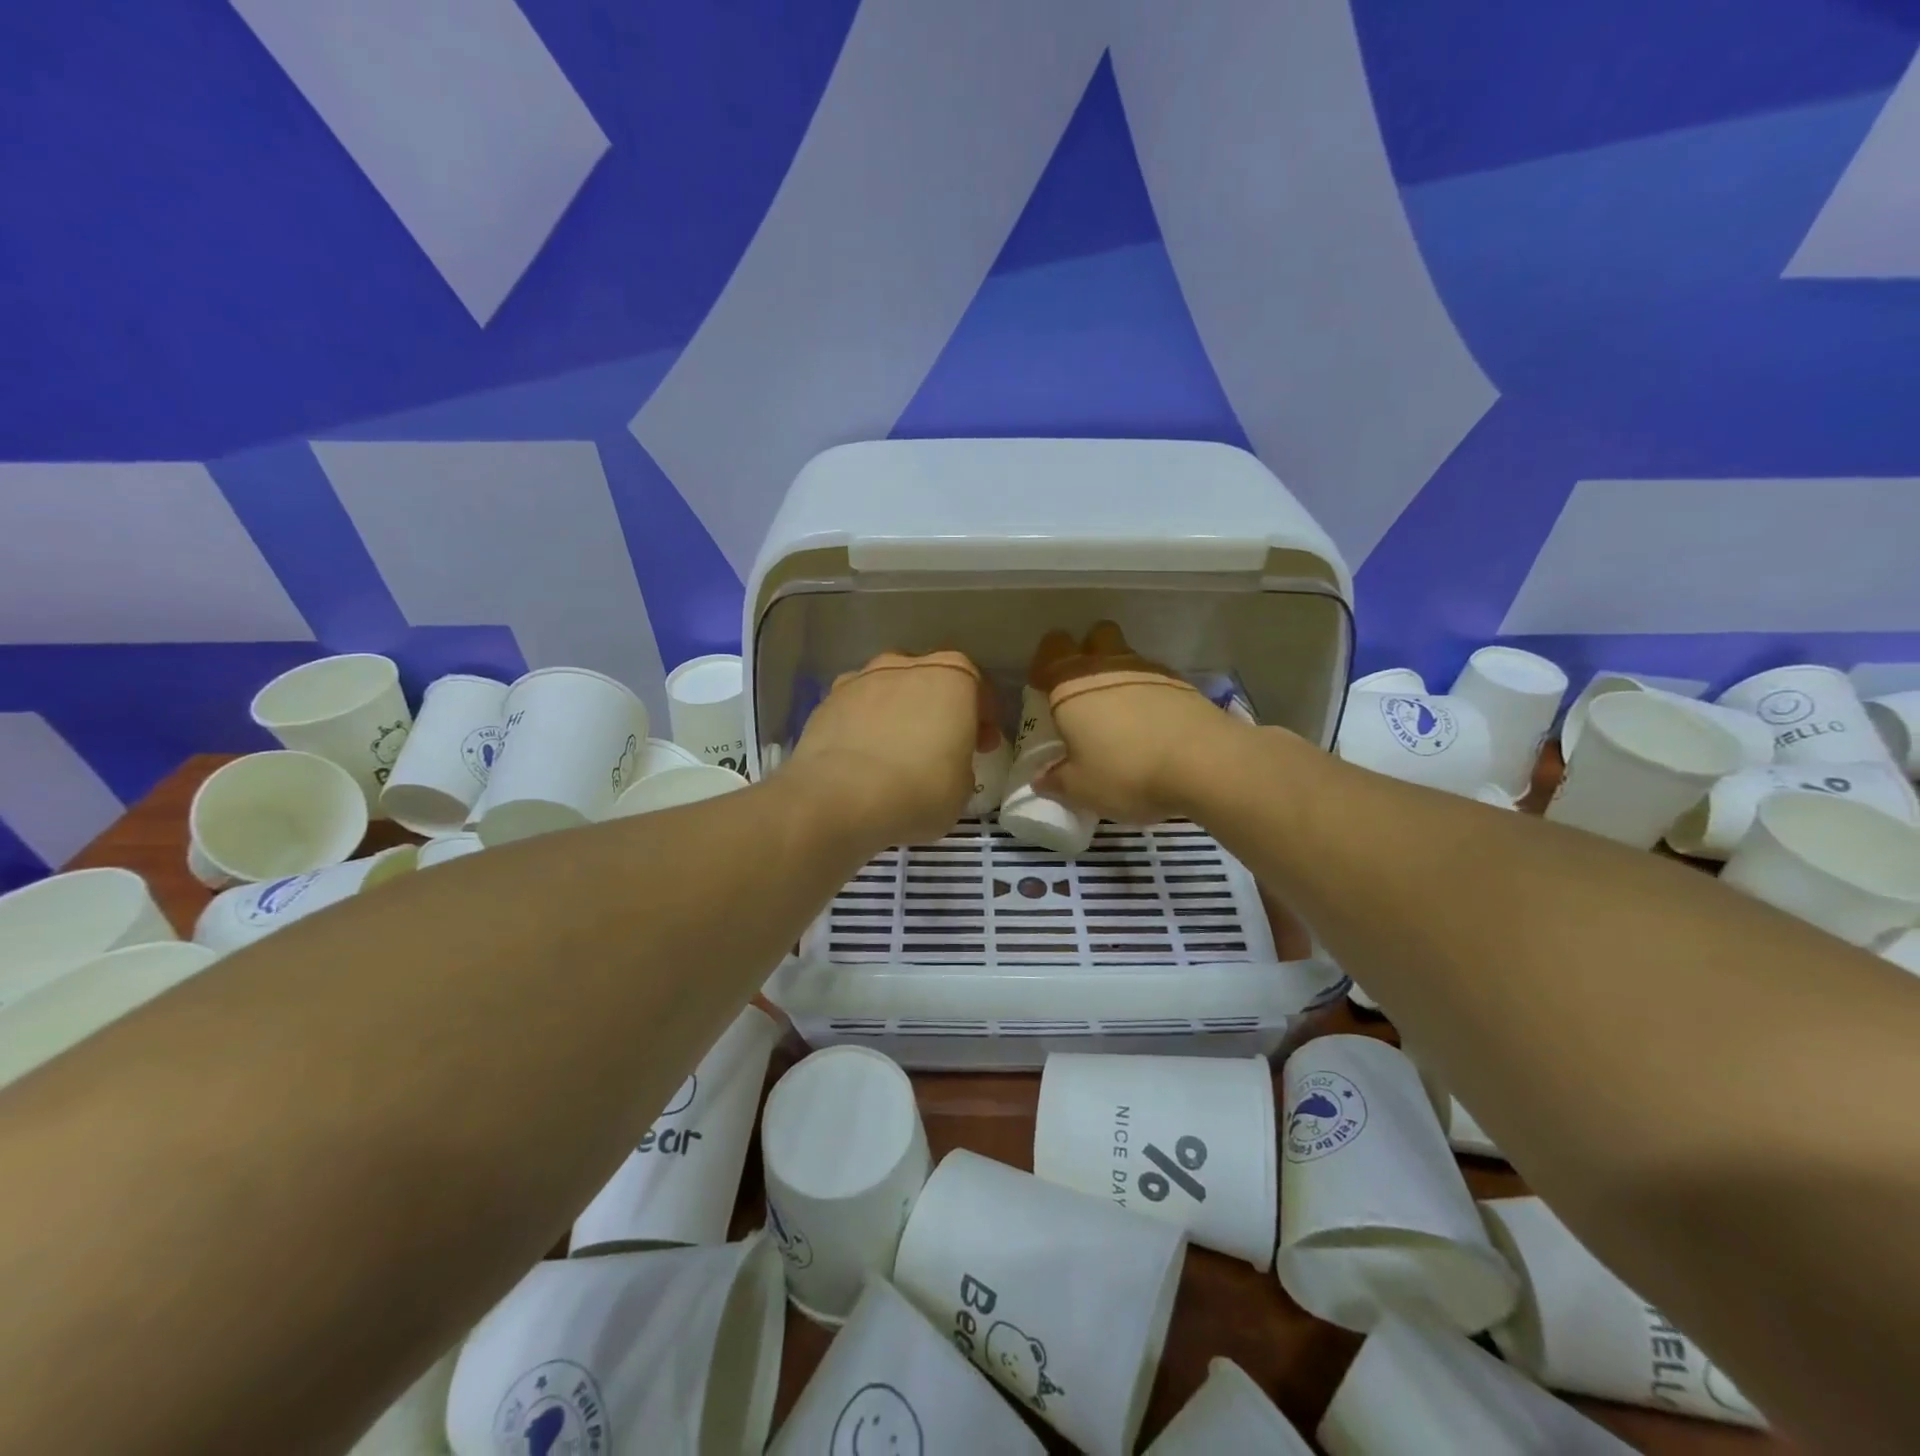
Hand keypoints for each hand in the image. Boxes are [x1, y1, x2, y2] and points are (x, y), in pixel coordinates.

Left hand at [788, 650, 997, 846]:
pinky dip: (863, 727)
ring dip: (897, 713)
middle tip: (941, 745)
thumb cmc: (919, 789)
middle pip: (929, 681)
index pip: (976, 687)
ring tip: (895, 751)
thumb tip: (946, 763)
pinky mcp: (826, 701)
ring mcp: (861, 679)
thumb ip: (960, 763)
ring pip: (888, 690)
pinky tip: (862, 758)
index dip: (983, 718)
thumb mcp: (962, 787)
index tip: (983, 746)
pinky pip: (856, 710)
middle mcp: (906, 666)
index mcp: (952, 677)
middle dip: (937, 708)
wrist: (841, 798)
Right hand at [1031, 623, 1237, 823]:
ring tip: (1122, 716)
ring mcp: (1149, 670)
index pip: (1051, 649)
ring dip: (1120, 675)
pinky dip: (1150, 695)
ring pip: (1127, 656)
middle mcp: (1108, 666)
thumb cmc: (1126, 772)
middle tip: (1085, 691)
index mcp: (1071, 684)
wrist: (1205, 762)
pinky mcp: (1182, 684)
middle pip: (1095, 636)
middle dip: (1088, 652)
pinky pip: (1156, 680)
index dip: (1045, 663)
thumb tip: (1042, 778)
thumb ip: (1057, 780)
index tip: (1044, 687)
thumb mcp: (1081, 788)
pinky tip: (1154, 726)